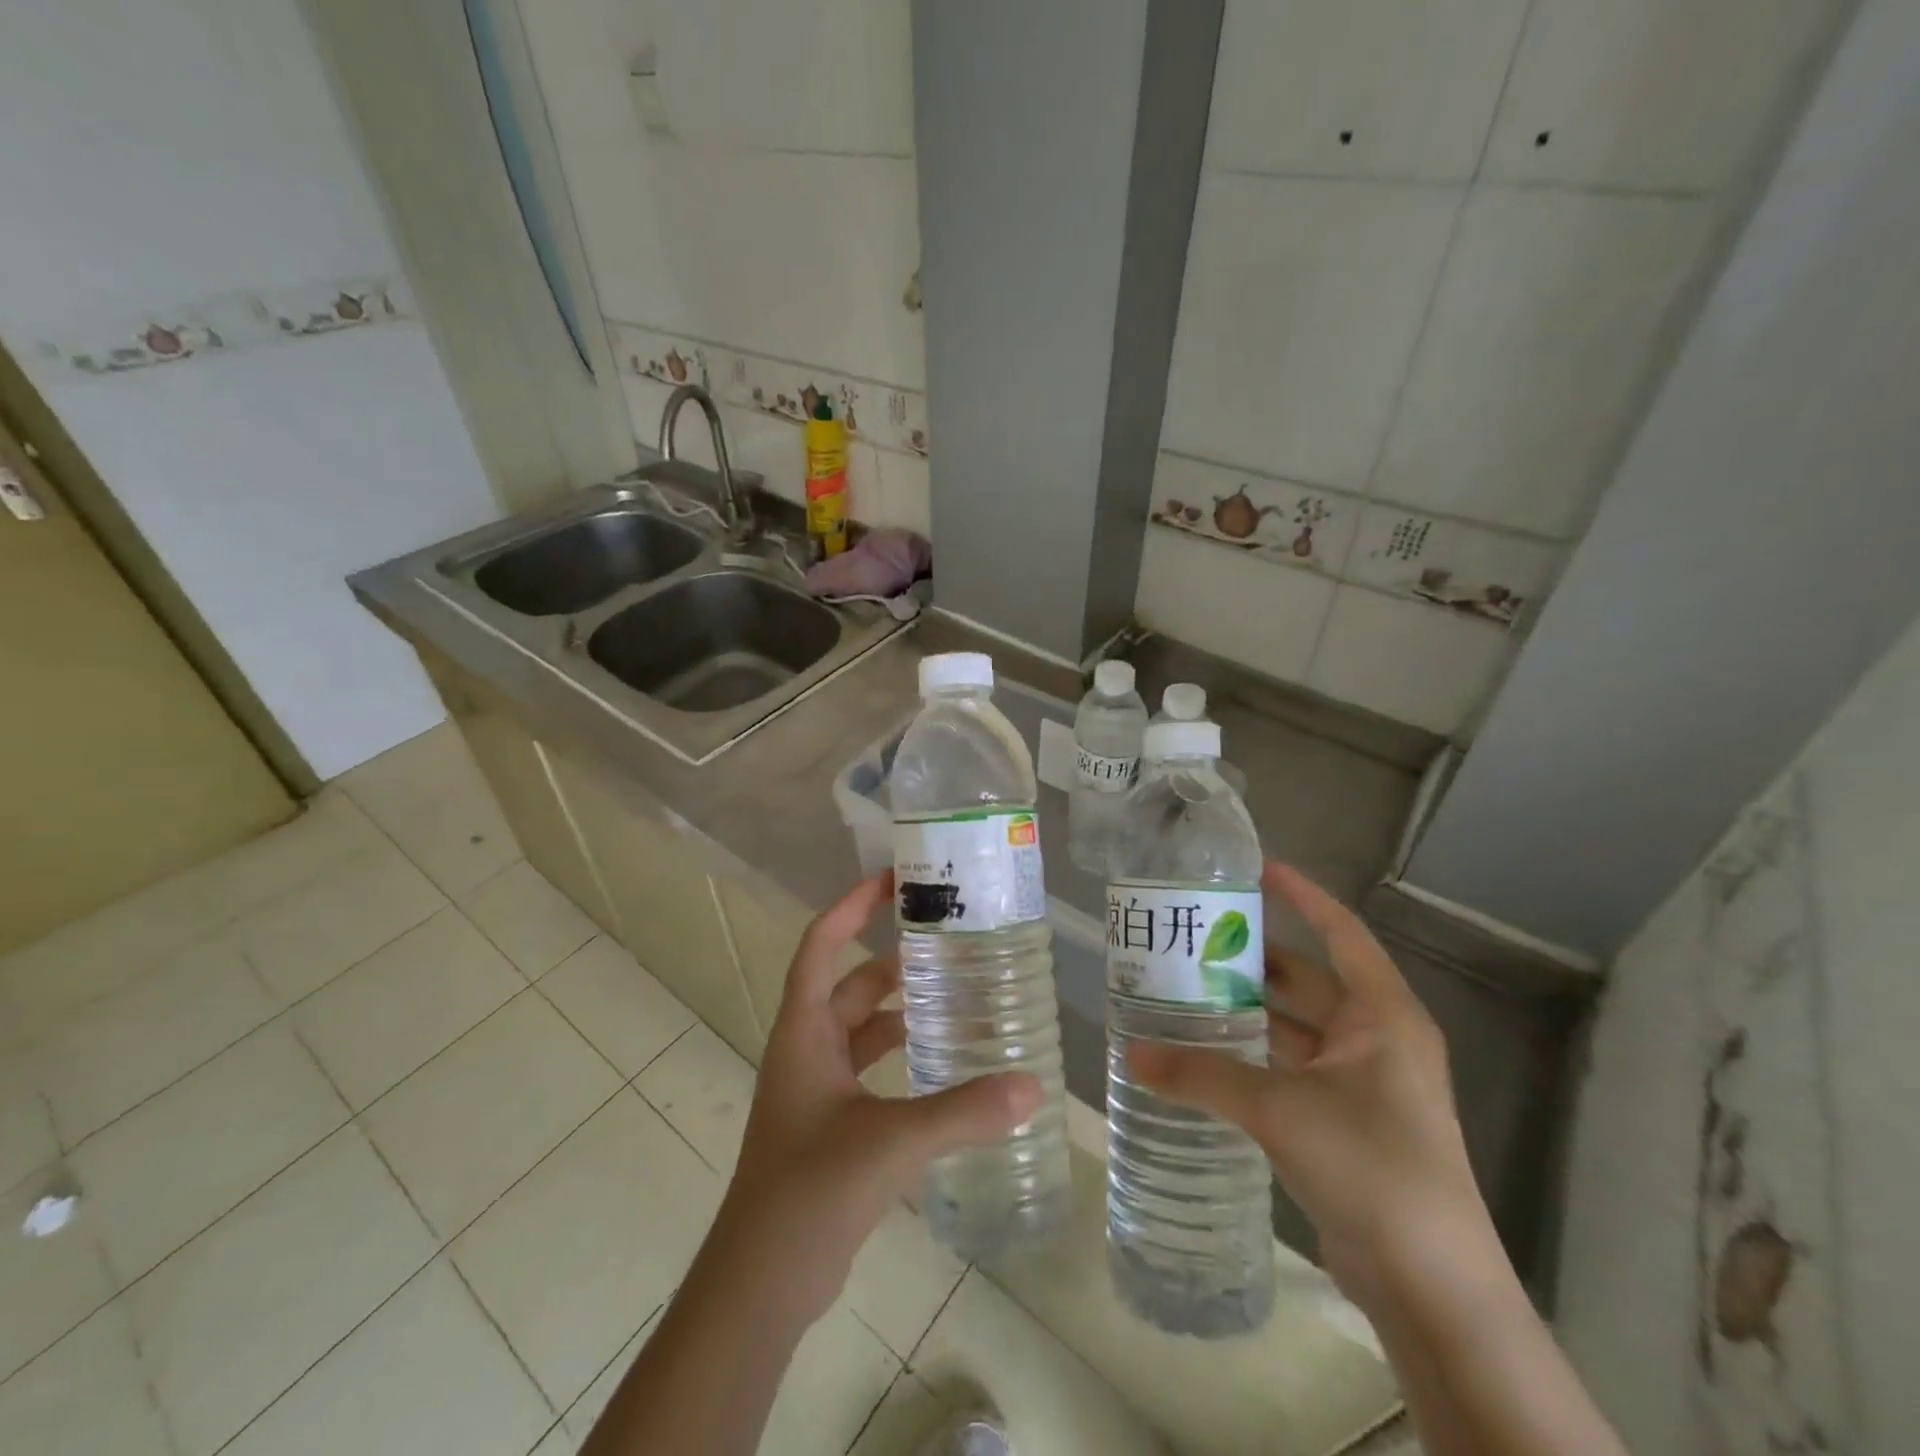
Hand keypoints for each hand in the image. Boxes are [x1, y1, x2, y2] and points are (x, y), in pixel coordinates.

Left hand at [716, 870, 1040, 1326]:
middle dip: (891, 959)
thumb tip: (1031, 1086)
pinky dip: (901, 1056)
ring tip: (954, 993)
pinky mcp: (832, 1123)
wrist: (759, 1284)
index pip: (821, 945)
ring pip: (861, 1028)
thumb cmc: (809, 1191)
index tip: (893, 881)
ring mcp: (817, 1089)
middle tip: (945, 941)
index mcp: (804, 1032)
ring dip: (899, 1008)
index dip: (851, 907)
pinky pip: (870, 1069)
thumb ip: (962, 1112)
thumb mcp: (890, 1142)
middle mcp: (807, 1049)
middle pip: (849, 984)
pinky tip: (942, 1063)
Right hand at [1127, 862, 1487, 1308]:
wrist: (1432, 1287)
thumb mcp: (1279, 1109)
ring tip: (1186, 987)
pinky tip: (1207, 1052)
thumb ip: (1202, 1075)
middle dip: (1254, 958)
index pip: (1342, 932)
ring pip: (1295, 1026)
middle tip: (1194, 937)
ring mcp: (1362, 1083)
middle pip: (1308, 979)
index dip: (1303, 896)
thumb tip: (1130, 1053)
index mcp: (1382, 1016)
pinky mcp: (1344, 1121)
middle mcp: (1376, 1039)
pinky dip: (1252, 1055)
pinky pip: (1290, 1067)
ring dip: (1248, 1009)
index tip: (1256, 869)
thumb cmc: (1371, 1168)